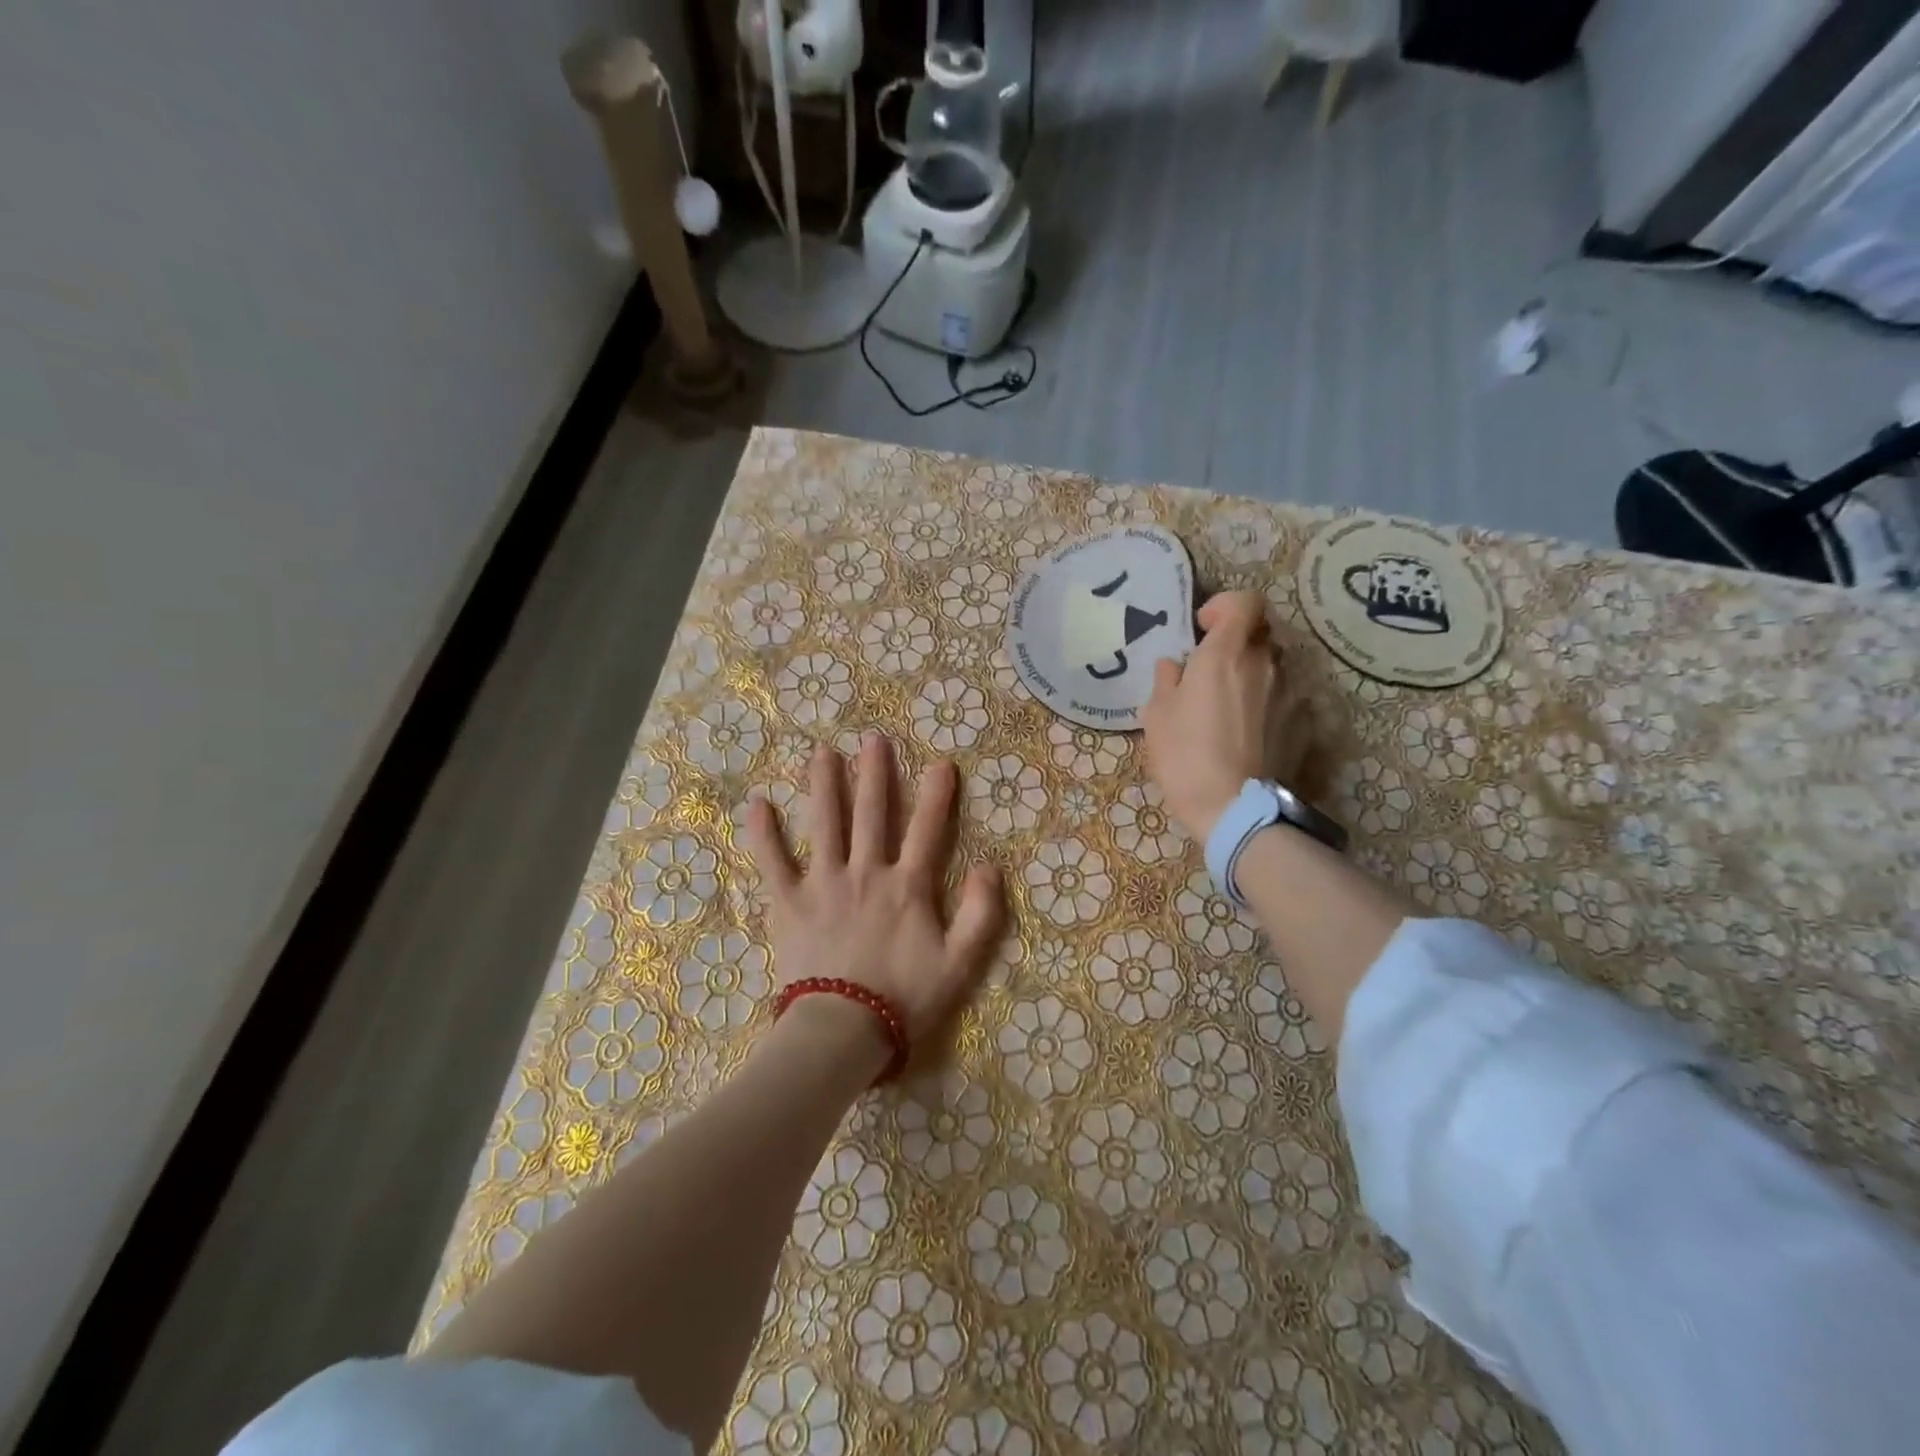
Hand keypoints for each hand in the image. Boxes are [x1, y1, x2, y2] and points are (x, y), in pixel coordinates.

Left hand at [743, 736, 1004, 1044]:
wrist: (843, 1032)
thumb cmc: (904, 999)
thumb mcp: (960, 964)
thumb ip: (980, 915)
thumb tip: (990, 868)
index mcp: (906, 886)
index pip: (926, 829)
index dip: (936, 795)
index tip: (940, 763)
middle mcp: (865, 872)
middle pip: (871, 813)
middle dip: (874, 773)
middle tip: (872, 738)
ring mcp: (823, 883)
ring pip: (824, 823)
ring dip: (824, 785)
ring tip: (821, 752)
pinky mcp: (788, 902)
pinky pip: (772, 861)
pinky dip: (763, 832)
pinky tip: (757, 802)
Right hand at [1142, 591, 1289, 840]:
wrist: (1235, 809)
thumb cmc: (1185, 757)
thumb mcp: (1156, 717)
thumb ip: (1166, 681)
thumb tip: (1174, 667)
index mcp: (1225, 655)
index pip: (1245, 601)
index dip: (1225, 607)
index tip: (1204, 631)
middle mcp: (1265, 663)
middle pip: (1259, 634)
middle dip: (1236, 645)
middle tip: (1211, 674)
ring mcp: (1290, 693)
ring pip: (1273, 667)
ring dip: (1253, 677)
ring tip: (1230, 710)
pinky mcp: (1304, 722)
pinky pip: (1284, 699)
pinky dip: (1268, 706)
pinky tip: (1250, 735)